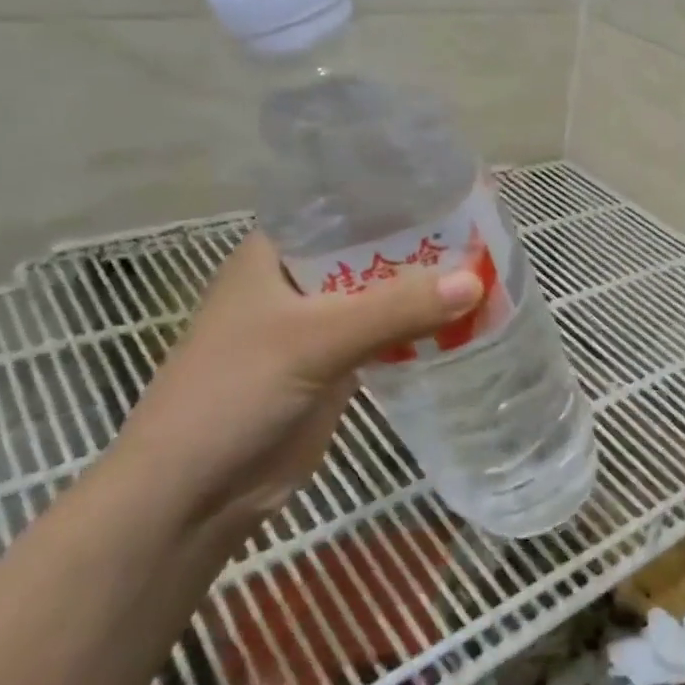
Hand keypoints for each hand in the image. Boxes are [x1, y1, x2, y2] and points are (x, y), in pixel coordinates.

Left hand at [112, 233, 483, 533]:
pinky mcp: (336, 366)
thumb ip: (395, 309)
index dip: (397, 198)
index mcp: (277, 254)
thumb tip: (476, 281)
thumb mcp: (316, 340)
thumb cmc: (234, 395)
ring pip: (383, 296)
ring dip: (427, 290)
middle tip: (489, 233)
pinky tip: (465, 321)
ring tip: (490, 271)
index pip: (345, 208)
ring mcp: (318, 327)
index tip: (454, 190)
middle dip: (424, 246)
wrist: (194, 495)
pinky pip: (388, 335)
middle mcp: (298, 282)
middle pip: (372, 252)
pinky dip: (421, 329)